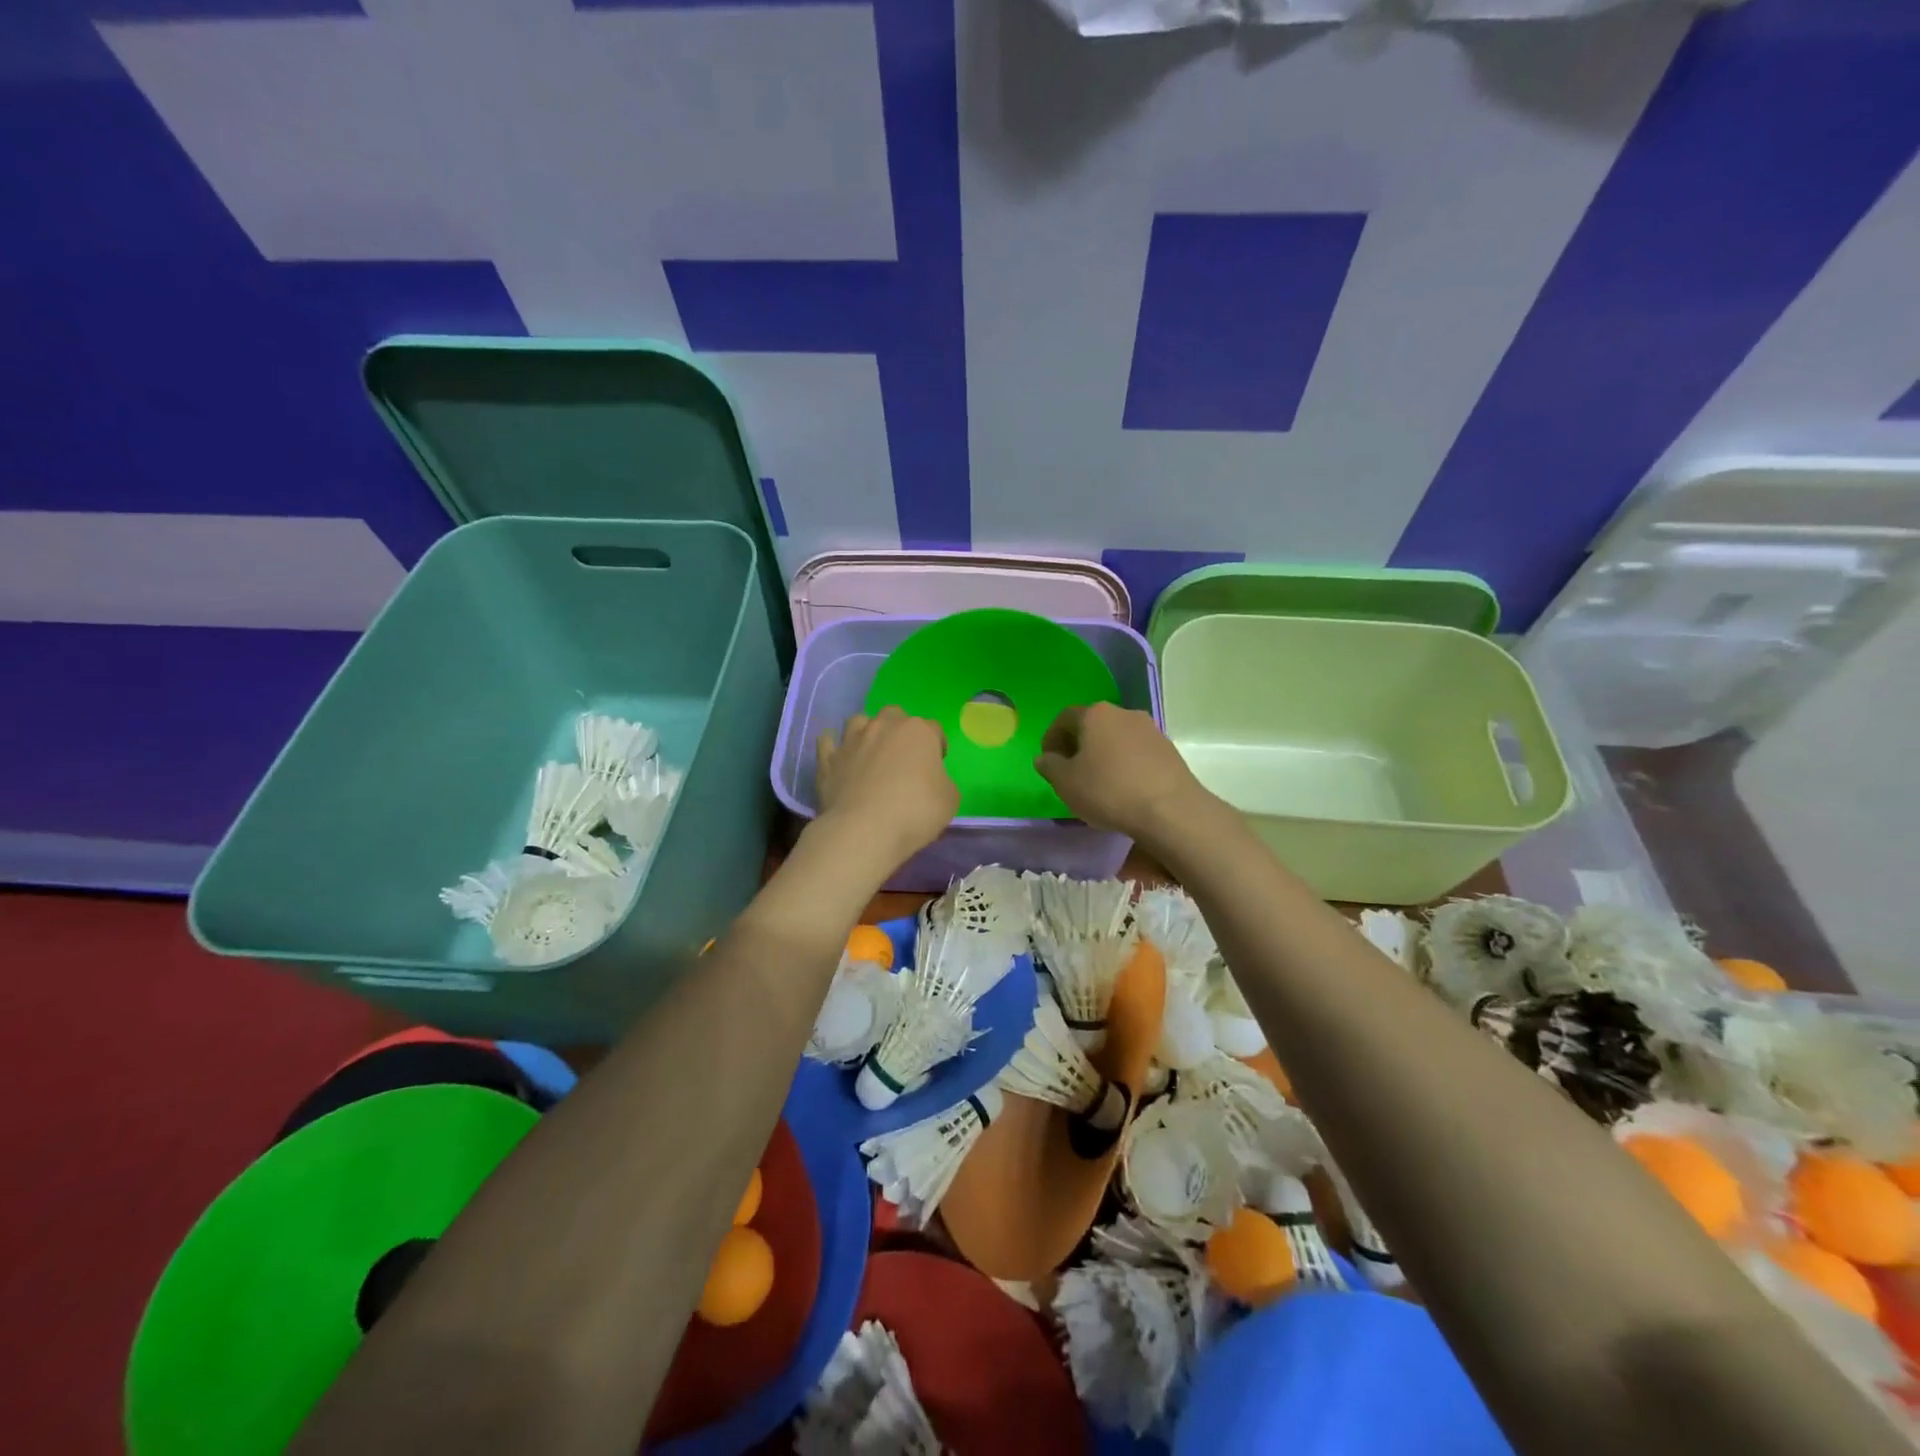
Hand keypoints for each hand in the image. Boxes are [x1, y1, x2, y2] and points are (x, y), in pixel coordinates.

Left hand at [815, 707, 958, 867]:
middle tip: (903, 755)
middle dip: (900, 729)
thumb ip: (942, 781)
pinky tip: (838, 757)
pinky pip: (827, 742)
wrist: (864, 830)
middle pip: (894, 715)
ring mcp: (852, 740)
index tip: (937, 765)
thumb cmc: (915, 812)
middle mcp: (884, 727)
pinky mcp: (827, 759)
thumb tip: (930, 780)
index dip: (938, 746)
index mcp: (918, 732)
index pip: (934, 729)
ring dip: (866, 731)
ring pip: (859, 721)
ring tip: (870, 752)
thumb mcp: (950, 799)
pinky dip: (833, 747)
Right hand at [1035, 703, 1211, 843]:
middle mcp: (1123, 713)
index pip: (1064, 718)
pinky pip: (1137, 752)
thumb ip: (1050, 766)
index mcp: (1095, 715)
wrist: (1170, 809)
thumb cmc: (1109, 790)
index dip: (1052, 737)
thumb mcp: (1066, 783)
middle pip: (1092, 725)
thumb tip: (1045, 758)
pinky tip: (1124, 788)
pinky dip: (1125, 764)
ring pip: (1116, 738)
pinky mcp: (1168, 749)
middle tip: (1071, 771)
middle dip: (1078, 745)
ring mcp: (1150, 729)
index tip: (1049, 760)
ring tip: (1098, 782)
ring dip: (1103, 754)